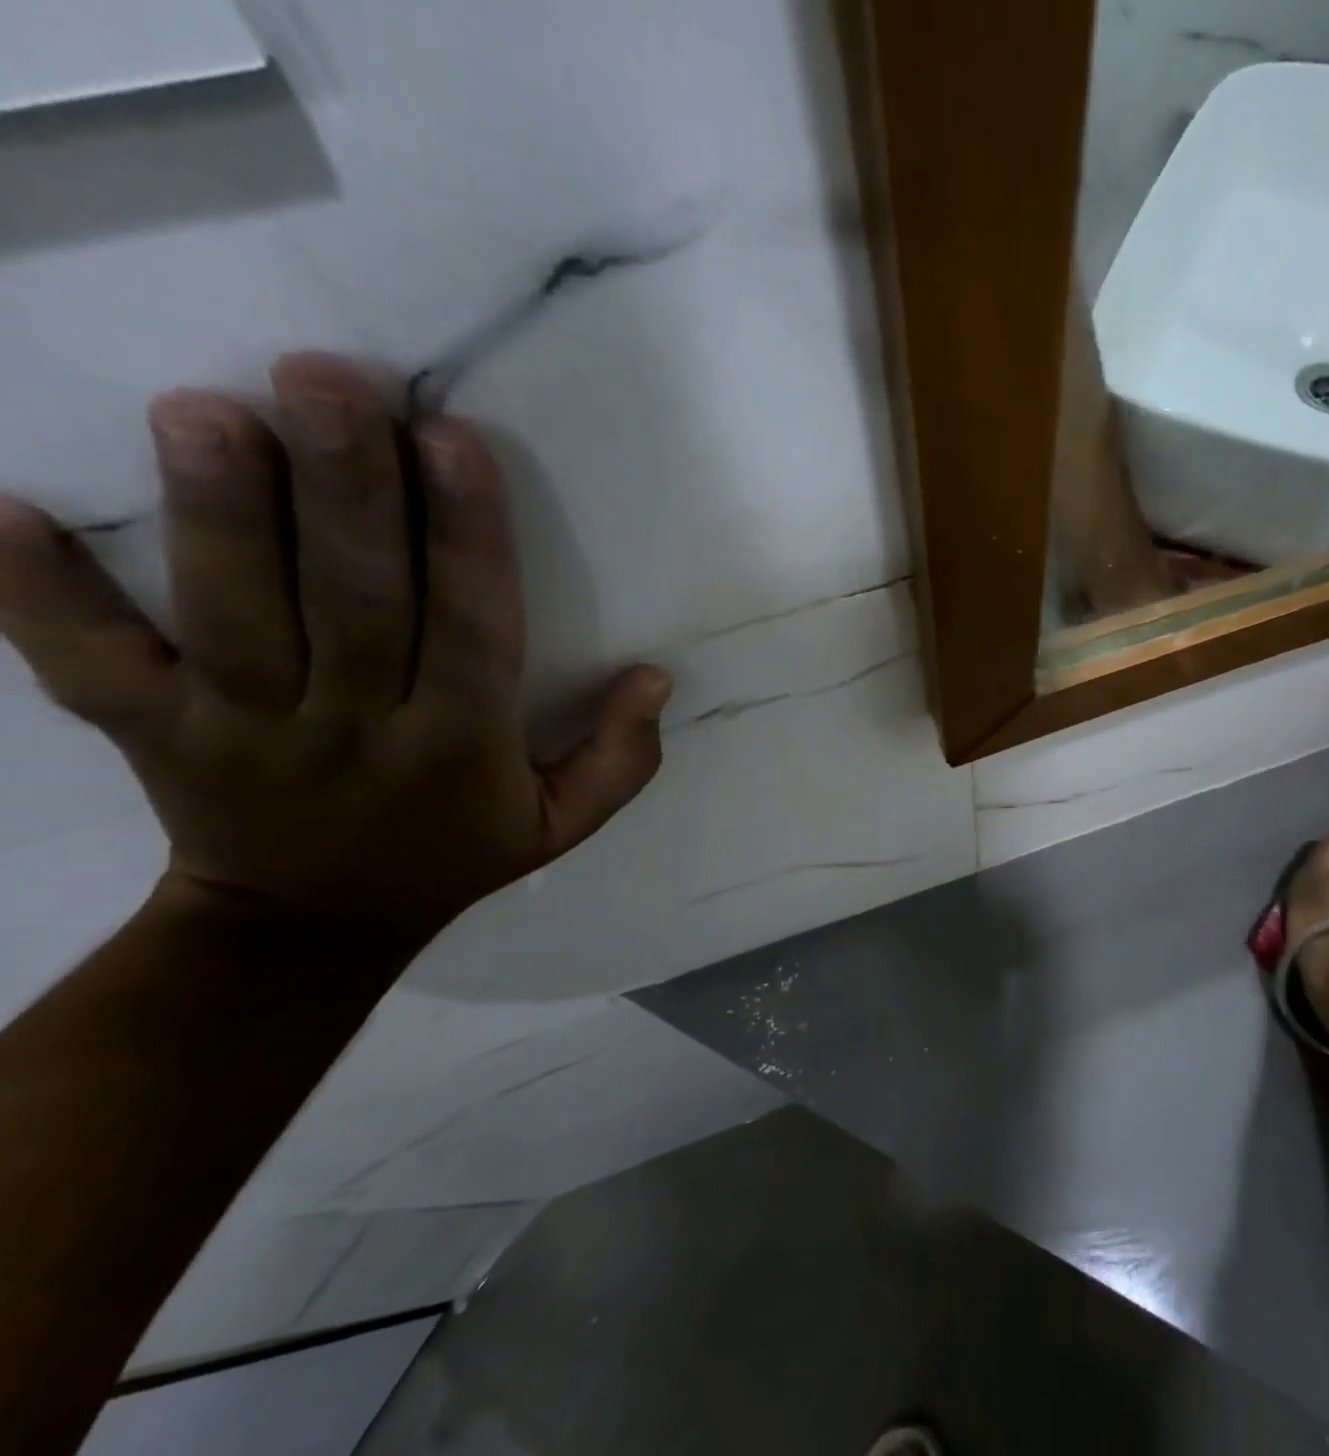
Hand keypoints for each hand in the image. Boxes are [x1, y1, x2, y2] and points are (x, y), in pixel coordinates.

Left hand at [0, 353, 670, 942]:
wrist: (309, 928)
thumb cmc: (453, 856)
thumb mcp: (562, 824)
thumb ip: (621, 758)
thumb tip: (655, 677)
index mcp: (460, 747)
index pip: (472, 629)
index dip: (466, 538)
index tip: (452, 441)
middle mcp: (354, 731)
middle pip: (352, 603)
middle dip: (343, 491)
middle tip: (325, 379)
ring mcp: (239, 734)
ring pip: (229, 618)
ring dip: (217, 515)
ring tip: (205, 410)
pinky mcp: (149, 737)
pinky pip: (85, 666)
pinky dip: (36, 593)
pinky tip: (5, 506)